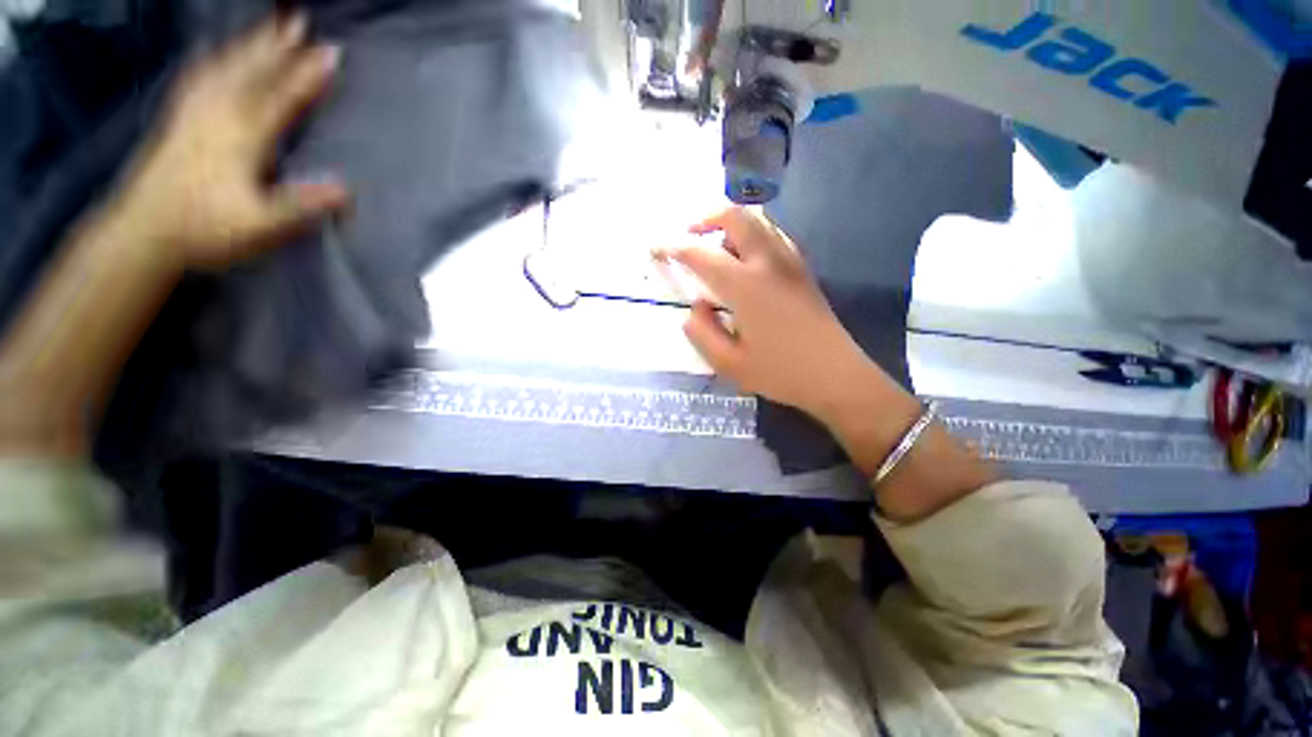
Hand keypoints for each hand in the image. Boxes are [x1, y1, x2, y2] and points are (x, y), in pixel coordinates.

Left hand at [112, 13, 349, 268]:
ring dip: (250, 44)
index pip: (282, 97)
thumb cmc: (205, 229)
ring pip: (227, 67)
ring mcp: (194, 113)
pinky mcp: (177, 120)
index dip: (308, 74)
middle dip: (280, 45)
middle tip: (300, 20)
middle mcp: (218, 114)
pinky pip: (198, 78)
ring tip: (268, 25)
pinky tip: (216, 52)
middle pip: (254, 71)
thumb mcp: (261, 224)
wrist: (142, 232)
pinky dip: (213, 59)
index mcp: (242, 135)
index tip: (332, 52)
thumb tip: (347, 190)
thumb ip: (301, 204)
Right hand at [658, 207, 877, 420]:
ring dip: (730, 224)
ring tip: (715, 248)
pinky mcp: (802, 269)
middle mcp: (767, 263)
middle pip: (735, 217)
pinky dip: (752, 235)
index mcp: (745, 286)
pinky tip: (746, 260)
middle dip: (705, 218)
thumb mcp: (729, 363)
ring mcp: (789, 262)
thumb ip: (702, 332)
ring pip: (758, 221)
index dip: (674, 247)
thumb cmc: (780, 372)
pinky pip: (773, 235)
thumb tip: (694, 308)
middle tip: (688, 236)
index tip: (656, 247)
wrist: (836, 376)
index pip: (701, 255)